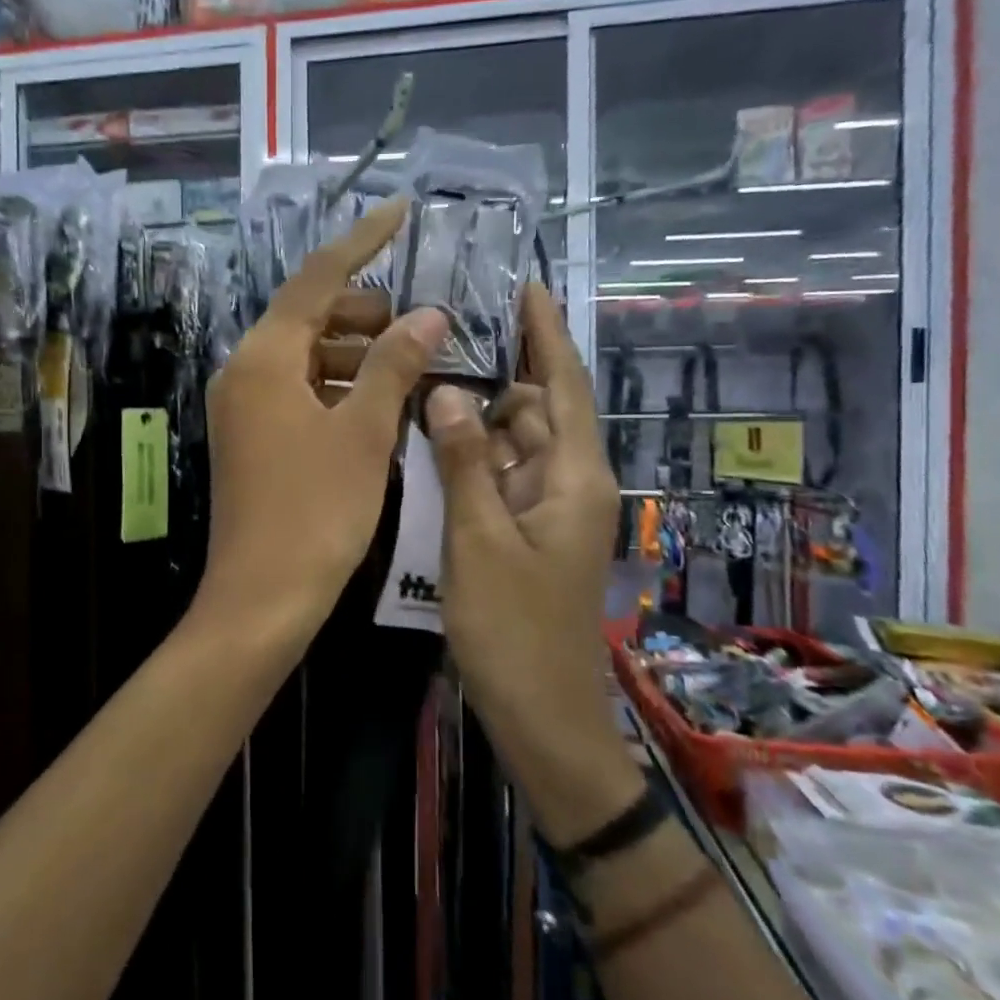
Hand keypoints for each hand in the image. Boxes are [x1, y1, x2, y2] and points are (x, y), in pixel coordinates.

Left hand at [197, 199, 448, 644]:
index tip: (400, 211)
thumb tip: (429, 315)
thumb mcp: (363, 433)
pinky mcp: (253, 438)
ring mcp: (245, 407)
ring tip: (412, 362)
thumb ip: (394, 364)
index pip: (317, 278)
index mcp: (264, 358)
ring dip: (357, 352)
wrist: (262, 596)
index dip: (362, 241)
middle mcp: (245, 372)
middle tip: (422, 322)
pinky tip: (381, 401)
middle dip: (366, 310)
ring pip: (307, 356)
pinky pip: (299, 391)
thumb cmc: (316, 511)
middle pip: (309, 315)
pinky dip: (339, 386)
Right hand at [425, 285, 642, 843]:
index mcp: (574, 476)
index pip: (562, 383)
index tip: (522, 283)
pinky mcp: (525, 532)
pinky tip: (431, 438)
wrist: (542, 716)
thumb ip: (463, 461)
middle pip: (534, 408)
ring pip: (512, 443)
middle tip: (440, 333)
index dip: (544, 332)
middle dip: (494, 371)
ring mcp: (546, 510)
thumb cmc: (514, 630)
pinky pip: (499, 476)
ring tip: (425, 375)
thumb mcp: (478, 540)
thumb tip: (446, 390)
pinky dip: (471, 454)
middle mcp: (568, 483)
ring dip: (476, 414)